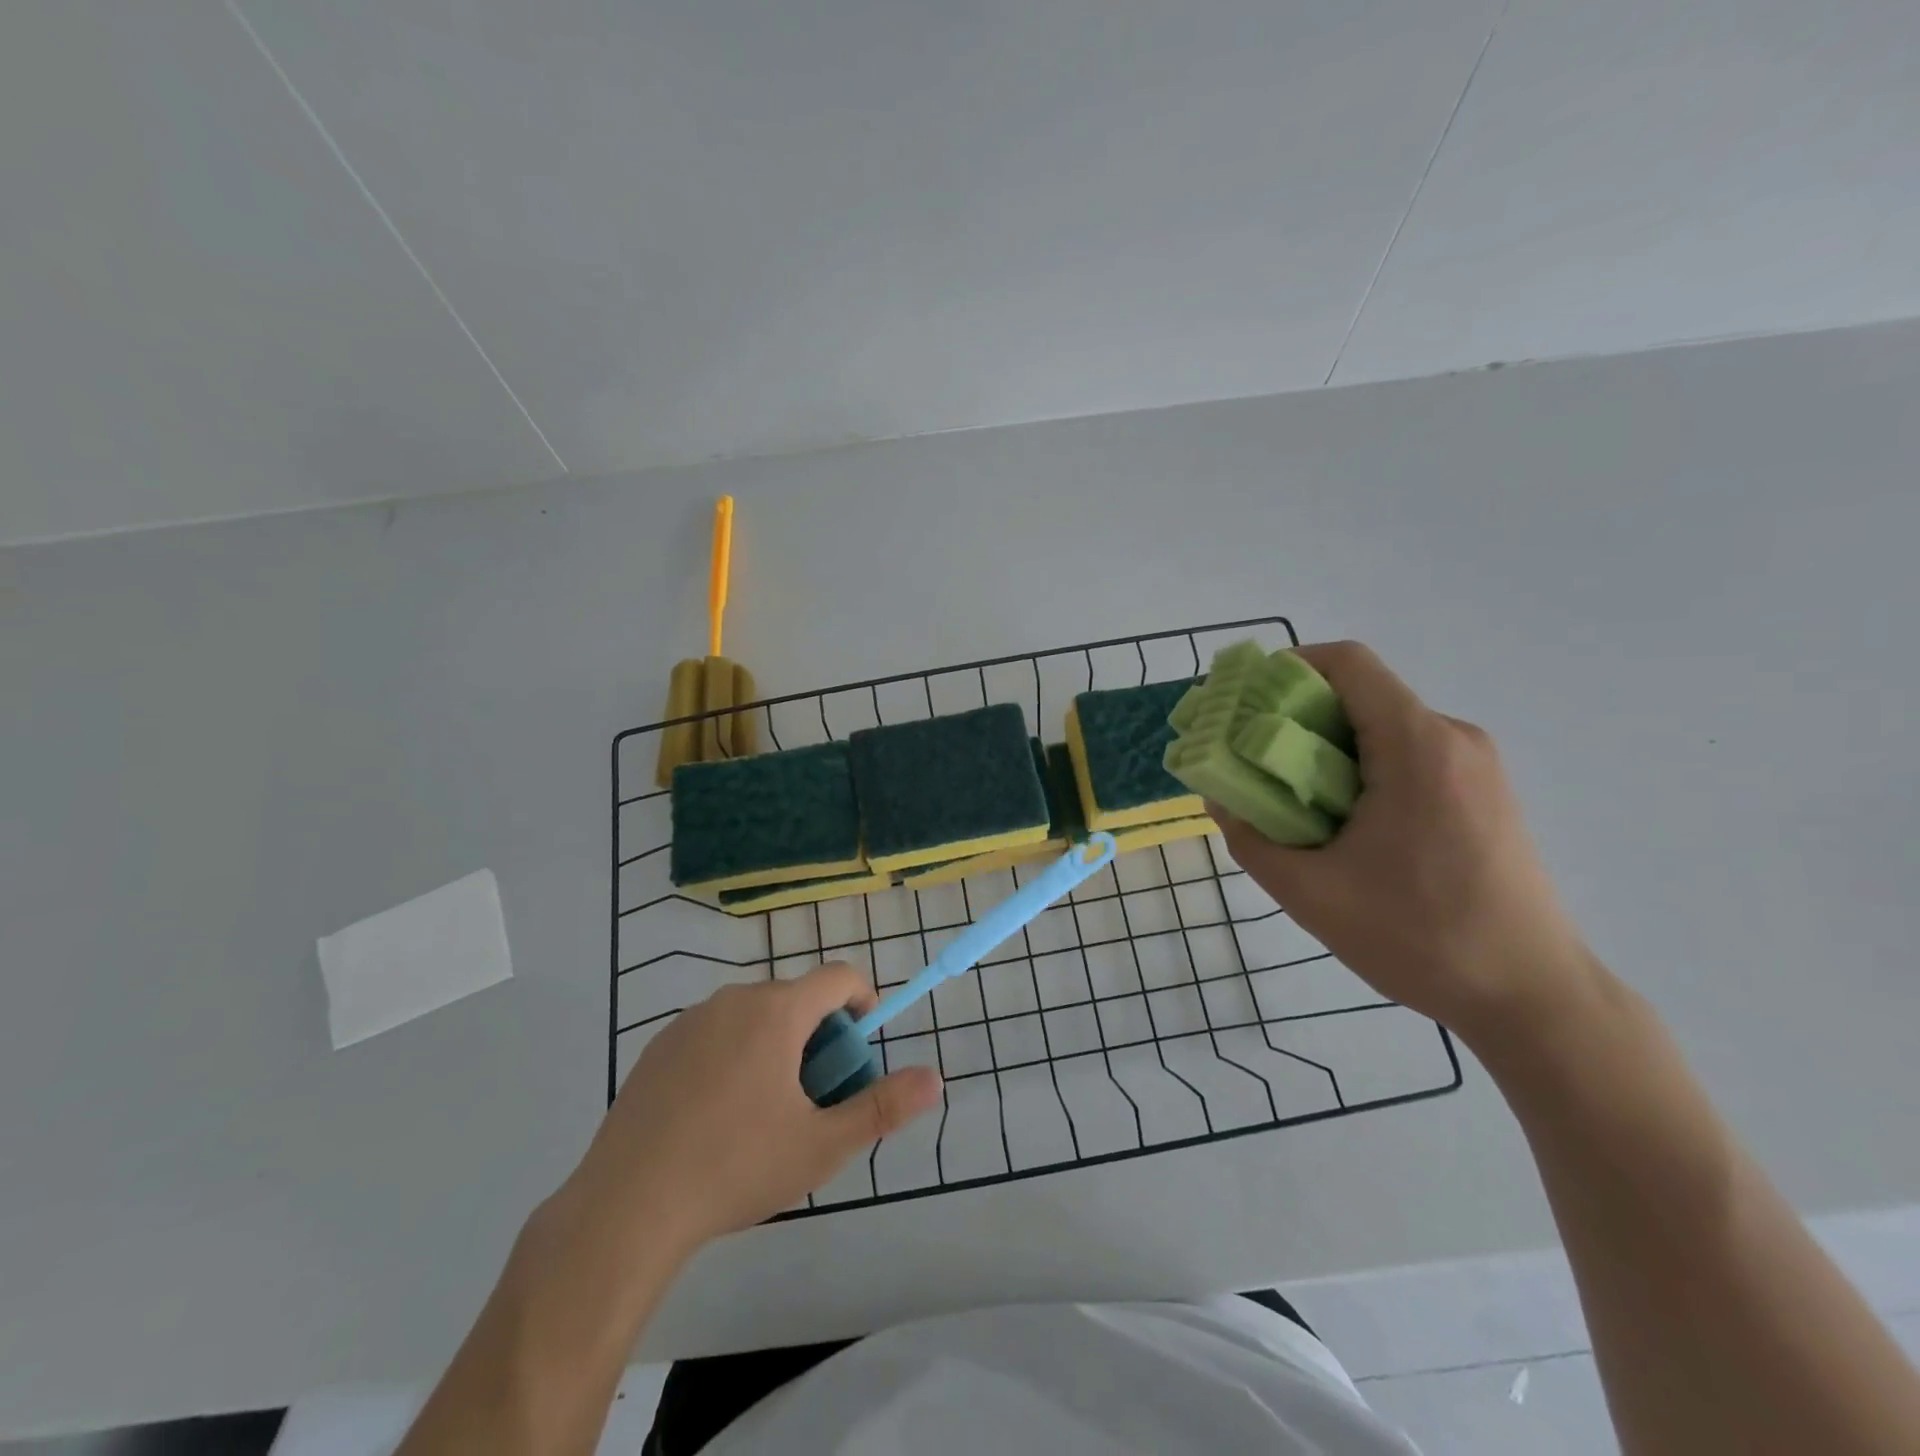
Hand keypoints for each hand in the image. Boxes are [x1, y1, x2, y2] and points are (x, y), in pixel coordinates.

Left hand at [570, 964, 942, 1254]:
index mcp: (777, 1012)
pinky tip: (717, 1115)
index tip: (861, 1050)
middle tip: (816, 1095)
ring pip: (754, 1015)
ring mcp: (690, 1020)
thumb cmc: (735, 1168)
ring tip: (767, 1110)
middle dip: (819, 1034)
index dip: (862, 1002)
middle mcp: (735, 1000)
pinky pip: (714, 1033)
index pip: (838, 977)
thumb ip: (882, 1107)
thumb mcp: (821, 1145)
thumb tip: (935, 1078)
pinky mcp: (658, 1046)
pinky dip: (733, 1054)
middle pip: (796, 997)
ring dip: (776, 1043)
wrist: (626, 1207)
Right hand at [1212, 641, 1593, 1043]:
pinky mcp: (1484, 792)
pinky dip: (1362, 770)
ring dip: (1328, 750)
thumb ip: (1249, 837)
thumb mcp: (1310, 893)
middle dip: (1296, 719)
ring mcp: (1476, 765)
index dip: (1285, 669)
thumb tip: (1218, 796)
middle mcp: (1453, 738)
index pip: (1347, 663)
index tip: (1243, 708)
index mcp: (1418, 746)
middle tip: (1253, 765)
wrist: (1533, 998)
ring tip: (1295, 804)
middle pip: (1359, 695)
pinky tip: (1345, 825)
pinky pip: (1408, 755)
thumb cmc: (1420, 939)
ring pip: (1382, 727)